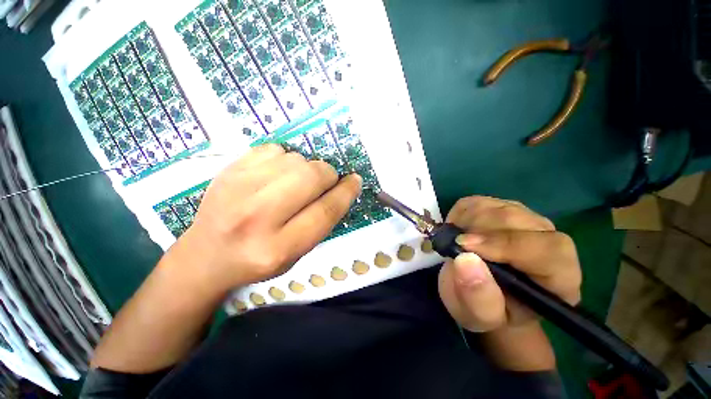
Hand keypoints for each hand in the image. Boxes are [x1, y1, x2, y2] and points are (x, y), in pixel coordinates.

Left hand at [165, 144, 361, 292]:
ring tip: (298, 181)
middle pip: (311, 177)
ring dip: (307, 167)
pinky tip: (278, 174)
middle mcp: (257, 218)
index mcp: (278, 248)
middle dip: (328, 175)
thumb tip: (341, 187)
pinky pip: (274, 149)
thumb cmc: (258, 260)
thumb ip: (321, 223)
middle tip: (327, 181)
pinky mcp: (227, 171)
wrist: (206, 255)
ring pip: (295, 159)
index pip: (325, 211)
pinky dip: (285, 159)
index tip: (355, 181)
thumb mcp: (296, 254)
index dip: (347, 192)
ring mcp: (237, 189)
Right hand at [438, 196, 581, 331]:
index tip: (464, 247)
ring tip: (455, 241)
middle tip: (453, 243)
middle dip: (478, 229)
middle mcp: (549, 242)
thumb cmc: (486, 310)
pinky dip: (461, 213)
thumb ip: (478, 298)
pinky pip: (479, 202)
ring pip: (496, 206)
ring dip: (467, 221)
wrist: (483, 294)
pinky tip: (458, 230)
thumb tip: (466, 259)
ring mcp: (526, 221)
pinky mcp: (502, 209)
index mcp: (558, 278)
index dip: (505, 244)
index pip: (547, 250)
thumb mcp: (479, 317)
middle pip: (517, 219)